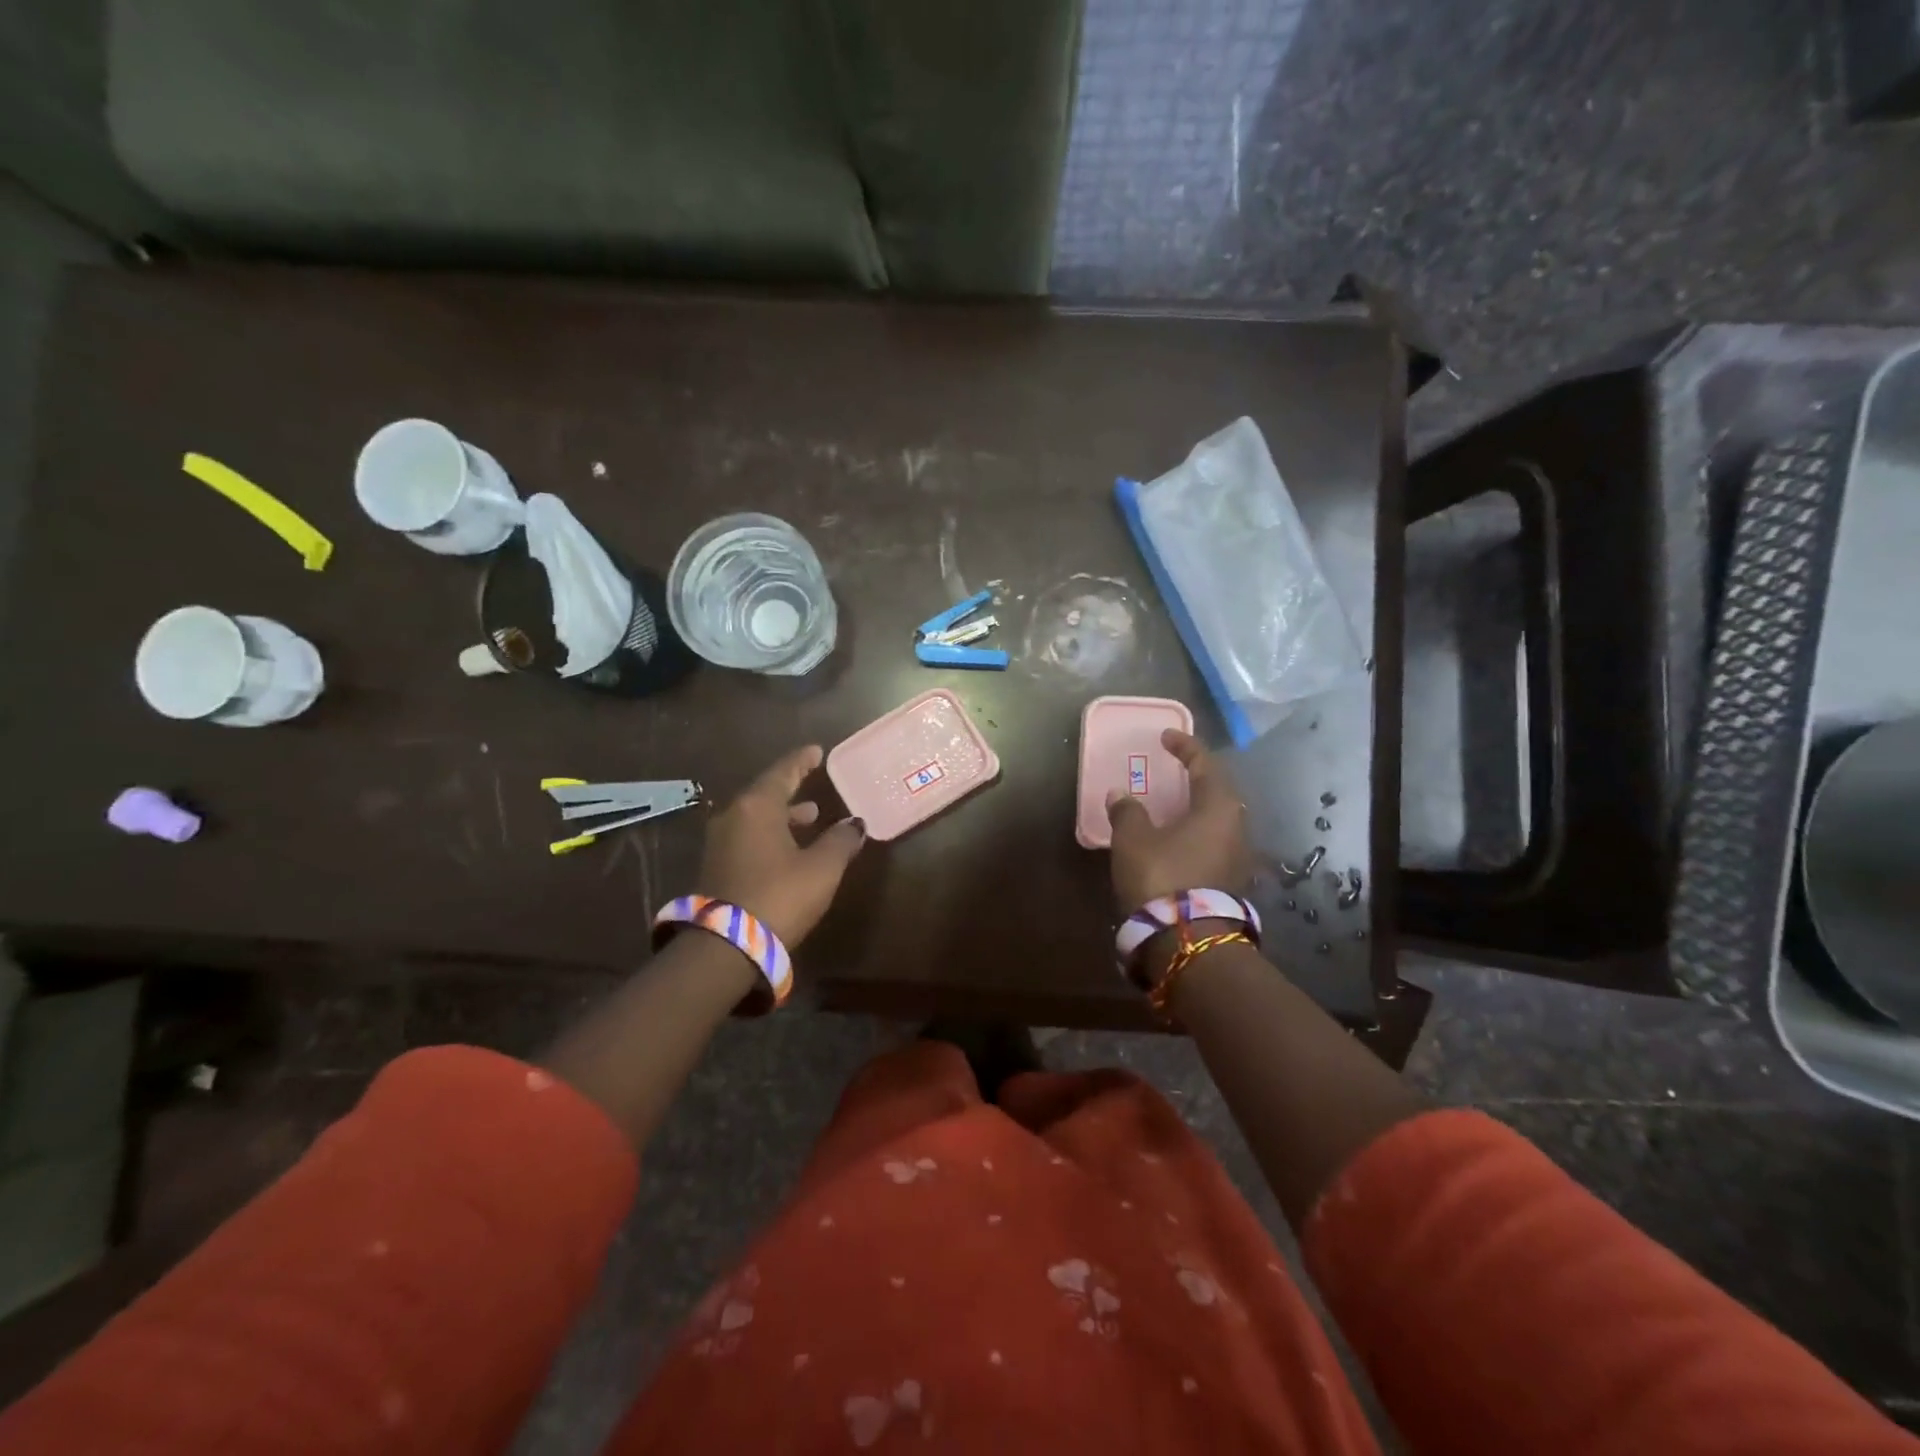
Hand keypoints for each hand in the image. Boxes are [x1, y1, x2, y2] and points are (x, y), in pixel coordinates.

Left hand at [699, 745, 865, 945]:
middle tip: (814, 783)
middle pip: (766, 793)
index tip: (817, 751)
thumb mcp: (821, 868)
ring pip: (756, 817)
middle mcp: (733, 816)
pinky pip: (748, 836)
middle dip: (792, 789)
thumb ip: (840, 840)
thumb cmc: (779, 896)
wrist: (725, 946)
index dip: (802, 761)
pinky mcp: (716, 866)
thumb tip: (855, 824)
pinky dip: (770, 833)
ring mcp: (720, 842)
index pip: (783, 772)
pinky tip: (788, 847)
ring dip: (783, 815)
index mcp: (757, 806)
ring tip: (810, 817)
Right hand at [1107, 729, 1249, 913]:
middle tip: (1174, 769)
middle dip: (1196, 777)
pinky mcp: (1231, 882)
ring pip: (1218, 820)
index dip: (1185, 747)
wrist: (1186, 939)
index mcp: (1219, 807)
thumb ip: (1128, 811)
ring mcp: (1239, 858)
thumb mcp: (1134, 839)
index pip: (1205, 764)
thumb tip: (1120, 794)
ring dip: (1195, 808)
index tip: (1166, 737)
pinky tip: (1176, 839)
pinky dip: (1195, 833)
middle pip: (1218, 792)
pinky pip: (1213, 843)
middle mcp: (1237, 828)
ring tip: (1172, 805)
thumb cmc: (1162, 876)